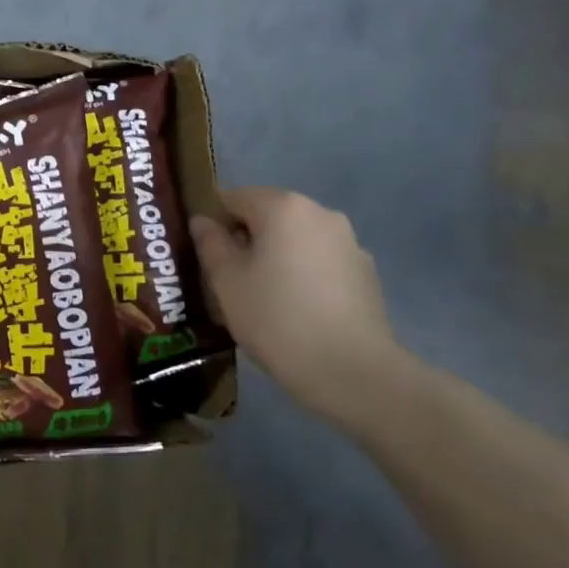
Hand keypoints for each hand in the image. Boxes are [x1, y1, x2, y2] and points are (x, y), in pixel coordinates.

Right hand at [191, 187, 404, 424]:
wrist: (350, 369)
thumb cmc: (275, 317)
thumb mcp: (226, 280)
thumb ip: (210, 243)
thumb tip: (203, 221)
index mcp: (283, 207)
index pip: (234, 198)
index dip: (214, 223)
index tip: (206, 257)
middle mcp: (320, 213)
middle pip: (268, 216)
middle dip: (246, 240)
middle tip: (229, 280)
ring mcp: (349, 242)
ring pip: (295, 240)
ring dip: (276, 257)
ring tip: (263, 299)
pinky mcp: (365, 273)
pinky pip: (320, 262)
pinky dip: (303, 275)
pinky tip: (296, 311)